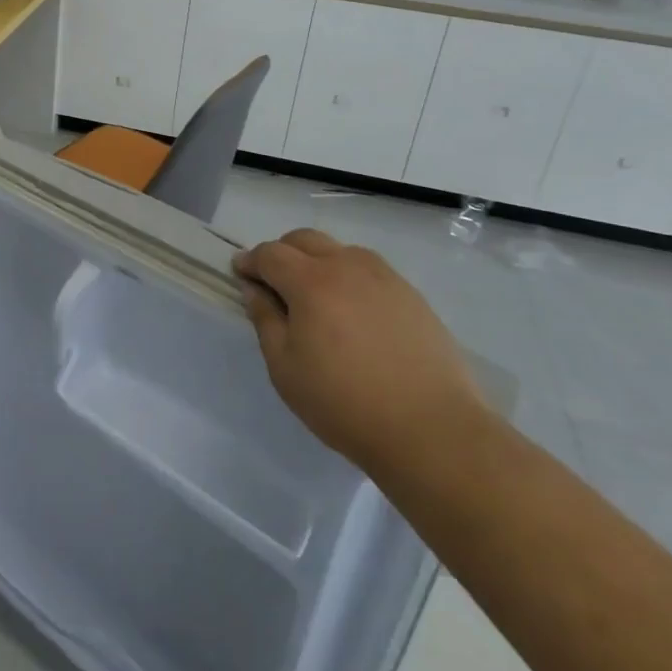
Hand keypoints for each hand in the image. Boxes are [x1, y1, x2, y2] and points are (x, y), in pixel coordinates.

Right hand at [237, 229, 488, 472]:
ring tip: (315, 297)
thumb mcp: (285, 369)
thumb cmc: (344, 403)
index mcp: (311, 282)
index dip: (250, 261)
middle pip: (304, 239)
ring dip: (317, 261)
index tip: (240, 274)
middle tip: (273, 283)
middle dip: (281, 253)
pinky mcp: (411, 295)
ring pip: (339, 250)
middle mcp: (346, 266)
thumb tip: (254, 289)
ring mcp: (384, 278)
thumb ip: (265, 320)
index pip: (270, 254)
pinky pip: (369, 269)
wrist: (431, 430)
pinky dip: (348, 276)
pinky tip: (352, 311)